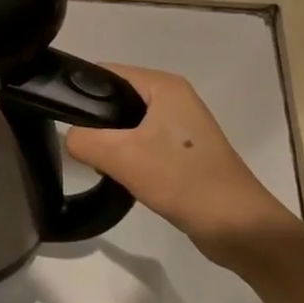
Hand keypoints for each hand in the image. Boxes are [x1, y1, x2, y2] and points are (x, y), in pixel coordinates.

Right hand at [67, 65, 300, 267]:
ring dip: (112, 142)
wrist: (241, 229)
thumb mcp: (122, 157)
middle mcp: (173, 97)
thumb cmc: (184, 181)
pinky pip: (143, 142)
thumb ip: (84, 140)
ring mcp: (181, 125)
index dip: (80, 92)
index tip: (62, 117)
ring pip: (128, 123)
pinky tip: (122, 176)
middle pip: (116, 98)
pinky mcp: (185, 151)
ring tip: (101, 164)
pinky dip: (129, 156)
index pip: (105, 73)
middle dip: (96, 121)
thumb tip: (70, 138)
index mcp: (163, 85)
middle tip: (82, 148)